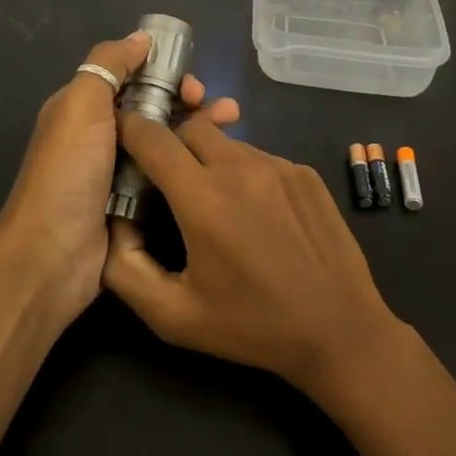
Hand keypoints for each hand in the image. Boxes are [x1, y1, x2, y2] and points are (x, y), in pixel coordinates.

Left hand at [0, 33, 239, 322]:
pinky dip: (189, 162)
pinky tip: (217, 161)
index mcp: (83, 108)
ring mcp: (117, 172)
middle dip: (188, 100)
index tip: (192, 82)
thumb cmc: (67, 172)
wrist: (52, 255)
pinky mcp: (133, 204)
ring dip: (197, 127)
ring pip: (163, 140)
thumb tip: (141, 38)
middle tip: (218, 108)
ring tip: (233, 122)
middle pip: (153, 107)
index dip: (164, 73)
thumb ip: (108, 64)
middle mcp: (100, 136)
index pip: (131, 77)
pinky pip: (166, 174)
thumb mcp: (81, 104)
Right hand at [101, 115, 403, 397]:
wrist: (339, 329)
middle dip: (171, 142)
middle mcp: (240, 168)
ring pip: (228, 142)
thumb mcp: (173, 316)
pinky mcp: (305, 172)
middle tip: (169, 179)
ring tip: (218, 206)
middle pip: (191, 126)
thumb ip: (125, 268)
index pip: (152, 137)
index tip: (120, 137)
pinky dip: (245, 174)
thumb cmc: (251, 326)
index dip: (129, 129)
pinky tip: (257, 216)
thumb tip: (116, 221)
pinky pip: (260, 158)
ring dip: (210, 160)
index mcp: (203, 198)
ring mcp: (279, 165)